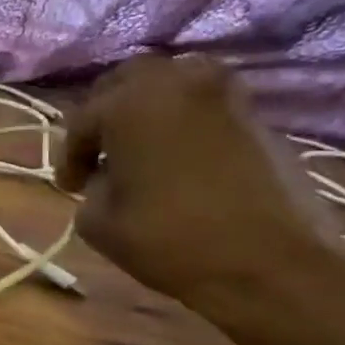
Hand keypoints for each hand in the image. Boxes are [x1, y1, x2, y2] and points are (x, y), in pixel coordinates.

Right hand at [56, 55, 344, 344]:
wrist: (273, 265)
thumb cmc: (171, 241)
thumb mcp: (98, 221)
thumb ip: (94, 185)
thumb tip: (109, 176)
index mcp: (129, 105)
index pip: (82, 120)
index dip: (71, 155)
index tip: (72, 187)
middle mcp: (178, 84)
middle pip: (128, 79)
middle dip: (108, 111)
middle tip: (100, 150)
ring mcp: (225, 96)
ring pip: (174, 83)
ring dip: (150, 108)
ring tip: (141, 147)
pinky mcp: (259, 117)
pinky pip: (206, 105)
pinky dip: (186, 121)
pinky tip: (179, 157)